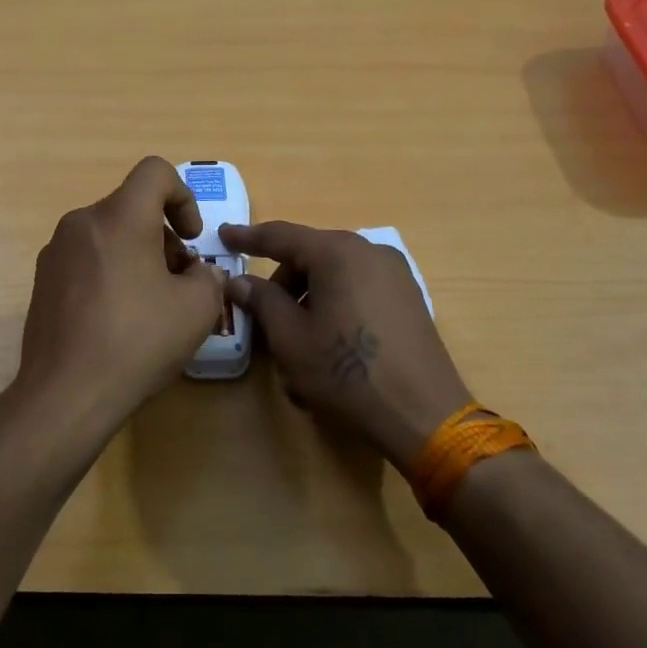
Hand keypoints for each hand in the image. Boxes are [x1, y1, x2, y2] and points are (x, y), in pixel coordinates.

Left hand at [14, 157, 224, 438]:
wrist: (66, 393)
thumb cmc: (138, 341)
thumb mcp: (197, 309)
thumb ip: (209, 277)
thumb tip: (198, 273)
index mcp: (119, 217)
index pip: (155, 172)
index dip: (183, 196)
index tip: (191, 238)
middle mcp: (81, 223)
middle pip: (132, 208)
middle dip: (163, 237)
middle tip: (179, 283)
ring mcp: (55, 252)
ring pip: (108, 235)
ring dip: (137, 257)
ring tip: (151, 306)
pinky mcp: (42, 282)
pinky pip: (86, 261)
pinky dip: (110, 274)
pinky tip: (118, 321)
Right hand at [218, 221, 472, 464]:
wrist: (422, 413)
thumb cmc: (346, 372)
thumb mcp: (291, 338)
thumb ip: (262, 301)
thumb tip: (239, 281)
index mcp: (337, 253)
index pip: (281, 235)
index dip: (248, 237)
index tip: (224, 235)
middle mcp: (369, 251)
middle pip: (311, 254)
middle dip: (283, 280)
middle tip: (262, 312)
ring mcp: (395, 273)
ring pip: (335, 273)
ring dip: (309, 296)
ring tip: (296, 339)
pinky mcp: (408, 297)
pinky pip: (359, 288)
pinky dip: (335, 303)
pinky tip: (328, 341)